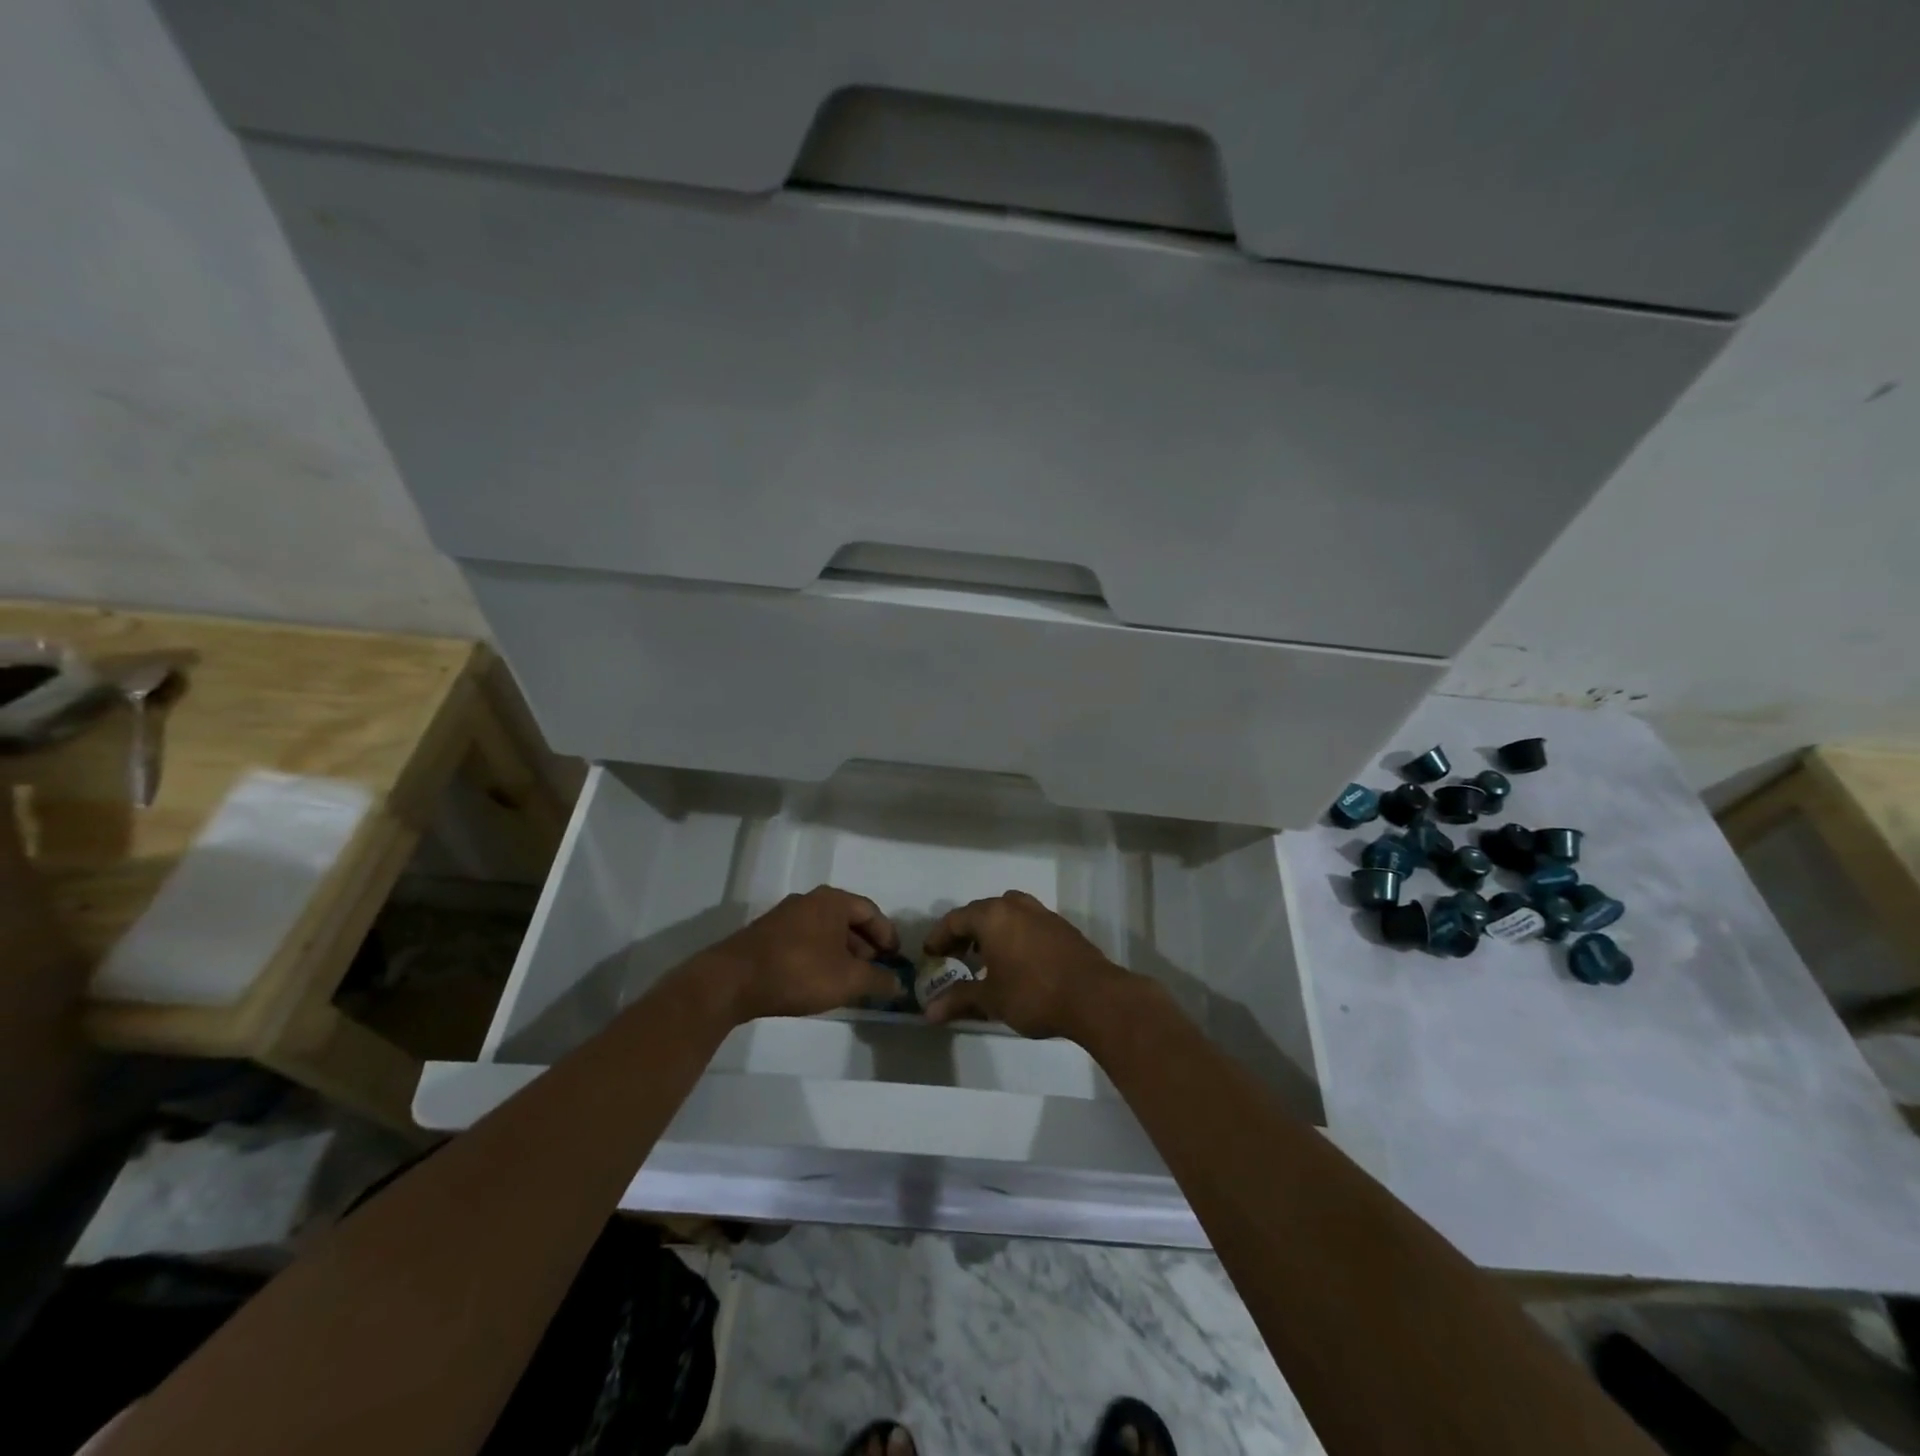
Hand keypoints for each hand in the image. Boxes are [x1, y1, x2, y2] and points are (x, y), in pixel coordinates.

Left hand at [702, 886, 902, 1022]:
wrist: (732, 981)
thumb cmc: (799, 972)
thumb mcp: (847, 980)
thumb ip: (878, 979)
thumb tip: (898, 983)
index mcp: (832, 901)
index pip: (871, 912)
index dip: (888, 935)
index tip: (896, 959)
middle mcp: (809, 900)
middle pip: (848, 920)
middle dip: (865, 946)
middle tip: (875, 971)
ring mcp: (785, 916)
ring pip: (826, 931)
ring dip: (843, 953)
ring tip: (850, 980)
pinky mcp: (768, 935)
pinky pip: (806, 940)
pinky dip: (821, 956)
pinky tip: (821, 980)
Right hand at [922, 890, 1129, 1038]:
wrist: (1094, 997)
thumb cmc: (1033, 993)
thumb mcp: (991, 999)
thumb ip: (959, 999)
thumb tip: (928, 1012)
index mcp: (992, 916)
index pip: (955, 919)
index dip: (938, 937)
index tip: (930, 956)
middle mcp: (1015, 906)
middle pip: (980, 912)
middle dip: (963, 934)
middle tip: (953, 957)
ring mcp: (1042, 913)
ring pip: (1006, 913)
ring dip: (990, 931)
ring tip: (984, 958)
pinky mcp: (1061, 927)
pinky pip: (1026, 923)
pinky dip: (1013, 935)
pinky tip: (1016, 961)